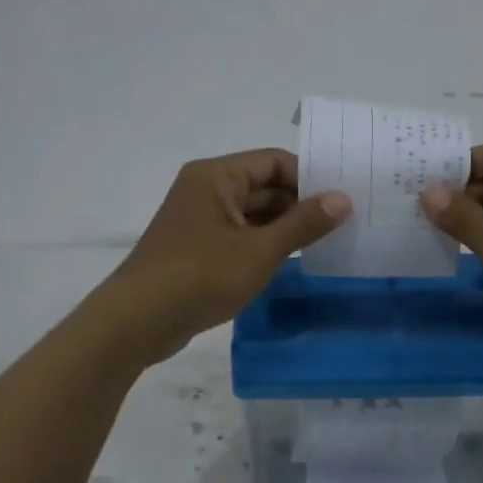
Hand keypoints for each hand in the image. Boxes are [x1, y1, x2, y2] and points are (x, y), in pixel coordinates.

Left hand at [100, 149, 350, 364]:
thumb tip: (343, 198)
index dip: (310, 178)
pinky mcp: (197, 247)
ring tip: (325, 244)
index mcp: (217, 176)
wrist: (138, 321)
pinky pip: (240, 234)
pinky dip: (264, 243)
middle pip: (264, 186)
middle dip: (300, 204)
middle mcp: (206, 189)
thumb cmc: (200, 276)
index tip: (342, 202)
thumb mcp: (260, 250)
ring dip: (285, 227)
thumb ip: (304, 223)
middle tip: (342, 225)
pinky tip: (290, 261)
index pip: (275, 161)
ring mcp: (199, 219)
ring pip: (254, 213)